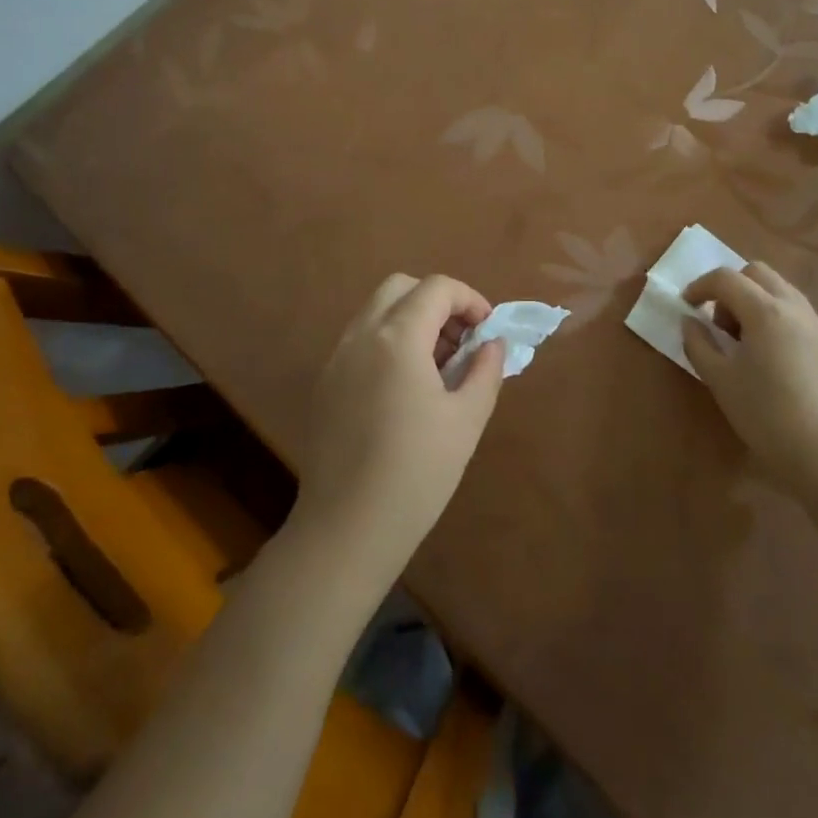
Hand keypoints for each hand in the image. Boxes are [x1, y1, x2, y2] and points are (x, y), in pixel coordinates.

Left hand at [296, 274, 505, 581]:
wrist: (346, 530)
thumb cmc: (417, 473)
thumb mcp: (466, 420)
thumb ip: (485, 370)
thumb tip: (492, 344)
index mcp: (396, 337)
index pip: (437, 288)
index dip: (470, 300)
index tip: (488, 331)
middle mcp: (361, 335)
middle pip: (401, 287)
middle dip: (438, 302)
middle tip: (461, 342)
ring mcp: (337, 358)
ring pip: (377, 311)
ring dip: (412, 321)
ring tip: (438, 368)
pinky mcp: (325, 383)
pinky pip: (361, 340)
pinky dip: (388, 342)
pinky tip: (405, 390)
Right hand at [682, 263, 817, 497]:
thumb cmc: (765, 415)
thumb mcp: (719, 380)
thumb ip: (698, 344)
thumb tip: (690, 322)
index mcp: (764, 311)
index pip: (726, 278)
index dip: (700, 286)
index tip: (686, 306)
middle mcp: (794, 308)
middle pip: (757, 273)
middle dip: (731, 287)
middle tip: (718, 322)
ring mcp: (817, 326)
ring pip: (781, 290)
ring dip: (755, 300)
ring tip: (743, 340)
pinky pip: (797, 313)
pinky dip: (775, 318)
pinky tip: (769, 357)